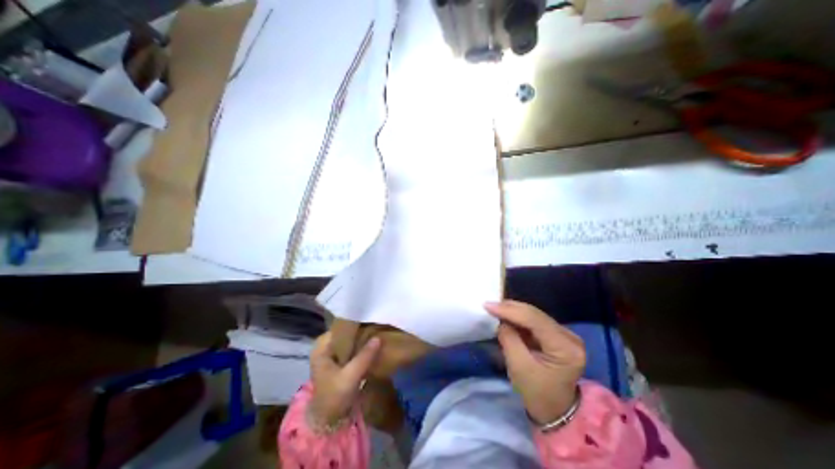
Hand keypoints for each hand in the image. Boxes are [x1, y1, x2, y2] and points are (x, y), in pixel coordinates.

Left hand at [309, 331, 380, 425]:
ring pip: (350, 339)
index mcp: (322, 346)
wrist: (327, 421)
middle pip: (346, 331)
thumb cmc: (333, 397)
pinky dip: (361, 345)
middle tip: (378, 325)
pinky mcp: (340, 359)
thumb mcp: (350, 376)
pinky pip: (352, 347)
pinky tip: (373, 344)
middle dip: (361, 329)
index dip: (356, 322)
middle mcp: (326, 345)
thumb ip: (364, 357)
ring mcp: (333, 352)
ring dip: (363, 337)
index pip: (341, 326)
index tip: (372, 319)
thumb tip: (378, 337)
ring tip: (378, 331)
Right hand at [483, 300, 585, 424]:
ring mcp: (565, 334)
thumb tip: (501, 321)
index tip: (488, 306)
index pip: (535, 320)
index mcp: (565, 348)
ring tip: (495, 308)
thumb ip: (509, 339)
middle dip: (510, 308)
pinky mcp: (557, 334)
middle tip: (489, 305)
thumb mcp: (519, 367)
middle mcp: (569, 336)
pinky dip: (518, 318)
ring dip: (513, 311)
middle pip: (535, 314)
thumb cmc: (537, 393)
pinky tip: (506, 315)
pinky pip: (535, 320)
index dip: (510, 310)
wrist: (555, 411)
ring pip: (534, 315)